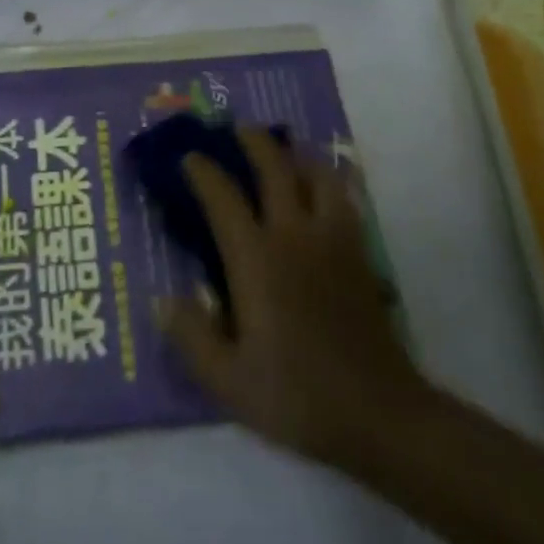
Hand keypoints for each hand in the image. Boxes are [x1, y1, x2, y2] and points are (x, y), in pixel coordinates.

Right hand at [161, 130, 425, 475]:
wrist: (380, 414)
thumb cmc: (298, 395)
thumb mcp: (229, 381)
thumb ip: (192, 337)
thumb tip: (163, 299)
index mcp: (256, 258)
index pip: (223, 197)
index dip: (203, 170)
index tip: (190, 157)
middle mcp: (293, 234)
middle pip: (275, 167)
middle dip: (254, 141)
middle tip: (239, 129)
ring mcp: (332, 239)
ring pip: (317, 174)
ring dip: (297, 156)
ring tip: (285, 154)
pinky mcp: (359, 253)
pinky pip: (343, 199)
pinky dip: (328, 182)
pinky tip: (322, 192)